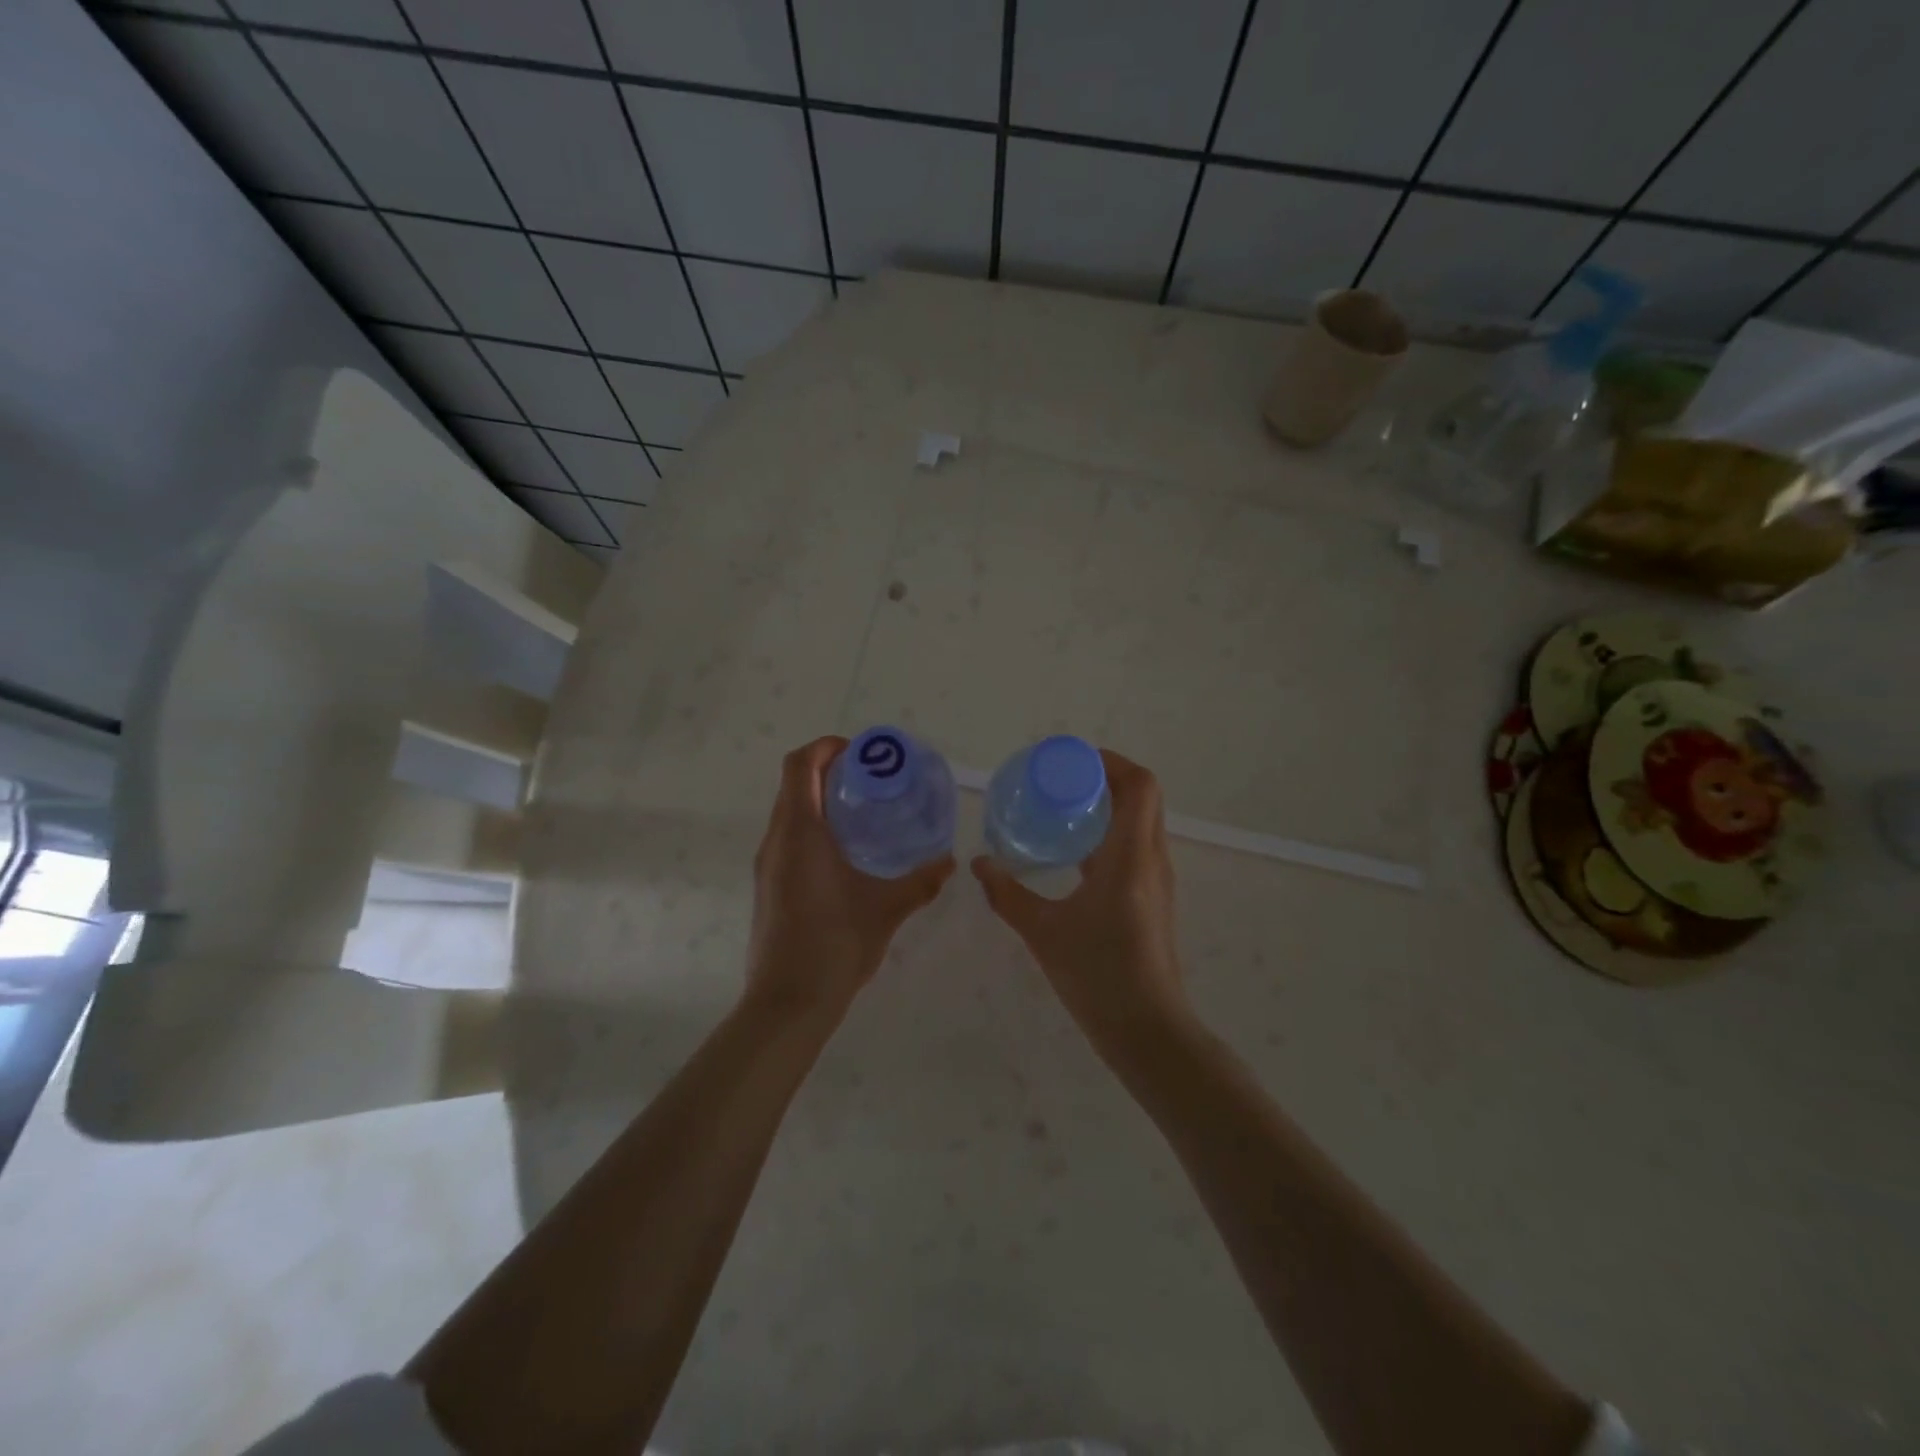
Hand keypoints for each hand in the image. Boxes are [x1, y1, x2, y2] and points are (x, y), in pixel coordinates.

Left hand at [747, 737, 953, 1017]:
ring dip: (820, 799)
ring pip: (789, 811)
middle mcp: (776, 840)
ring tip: (864, 811)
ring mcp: (768, 864)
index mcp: (800, 833)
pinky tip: (847, 851)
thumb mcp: (887, 909)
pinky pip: (788, 837)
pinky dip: (813, 826)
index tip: (862, 754)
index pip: (800, 765)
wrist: (789, 1002)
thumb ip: (920, 881)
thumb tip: (949, 861)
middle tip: (872, 780)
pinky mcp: (769, 885)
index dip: (827, 747)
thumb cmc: (836, 945)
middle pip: (793, 783)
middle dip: (829, 770)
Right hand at [972, 749, 1189, 1055]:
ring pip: (1140, 821)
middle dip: (1103, 779)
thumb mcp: (1043, 931)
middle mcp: (1152, 859)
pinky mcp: (1152, 898)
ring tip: (1061, 809)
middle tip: (1058, 782)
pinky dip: (1109, 834)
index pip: (1140, 785)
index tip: (1070, 762)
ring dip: (1107, 805)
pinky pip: (1135, 846)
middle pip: (1141, 797)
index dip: (1110, 762)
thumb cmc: (1098, 975)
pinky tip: (1072, 854)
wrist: (1147, 1030)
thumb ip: (1007, 894)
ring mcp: (1156, 880)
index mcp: (1131, 855)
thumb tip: (979, 864)